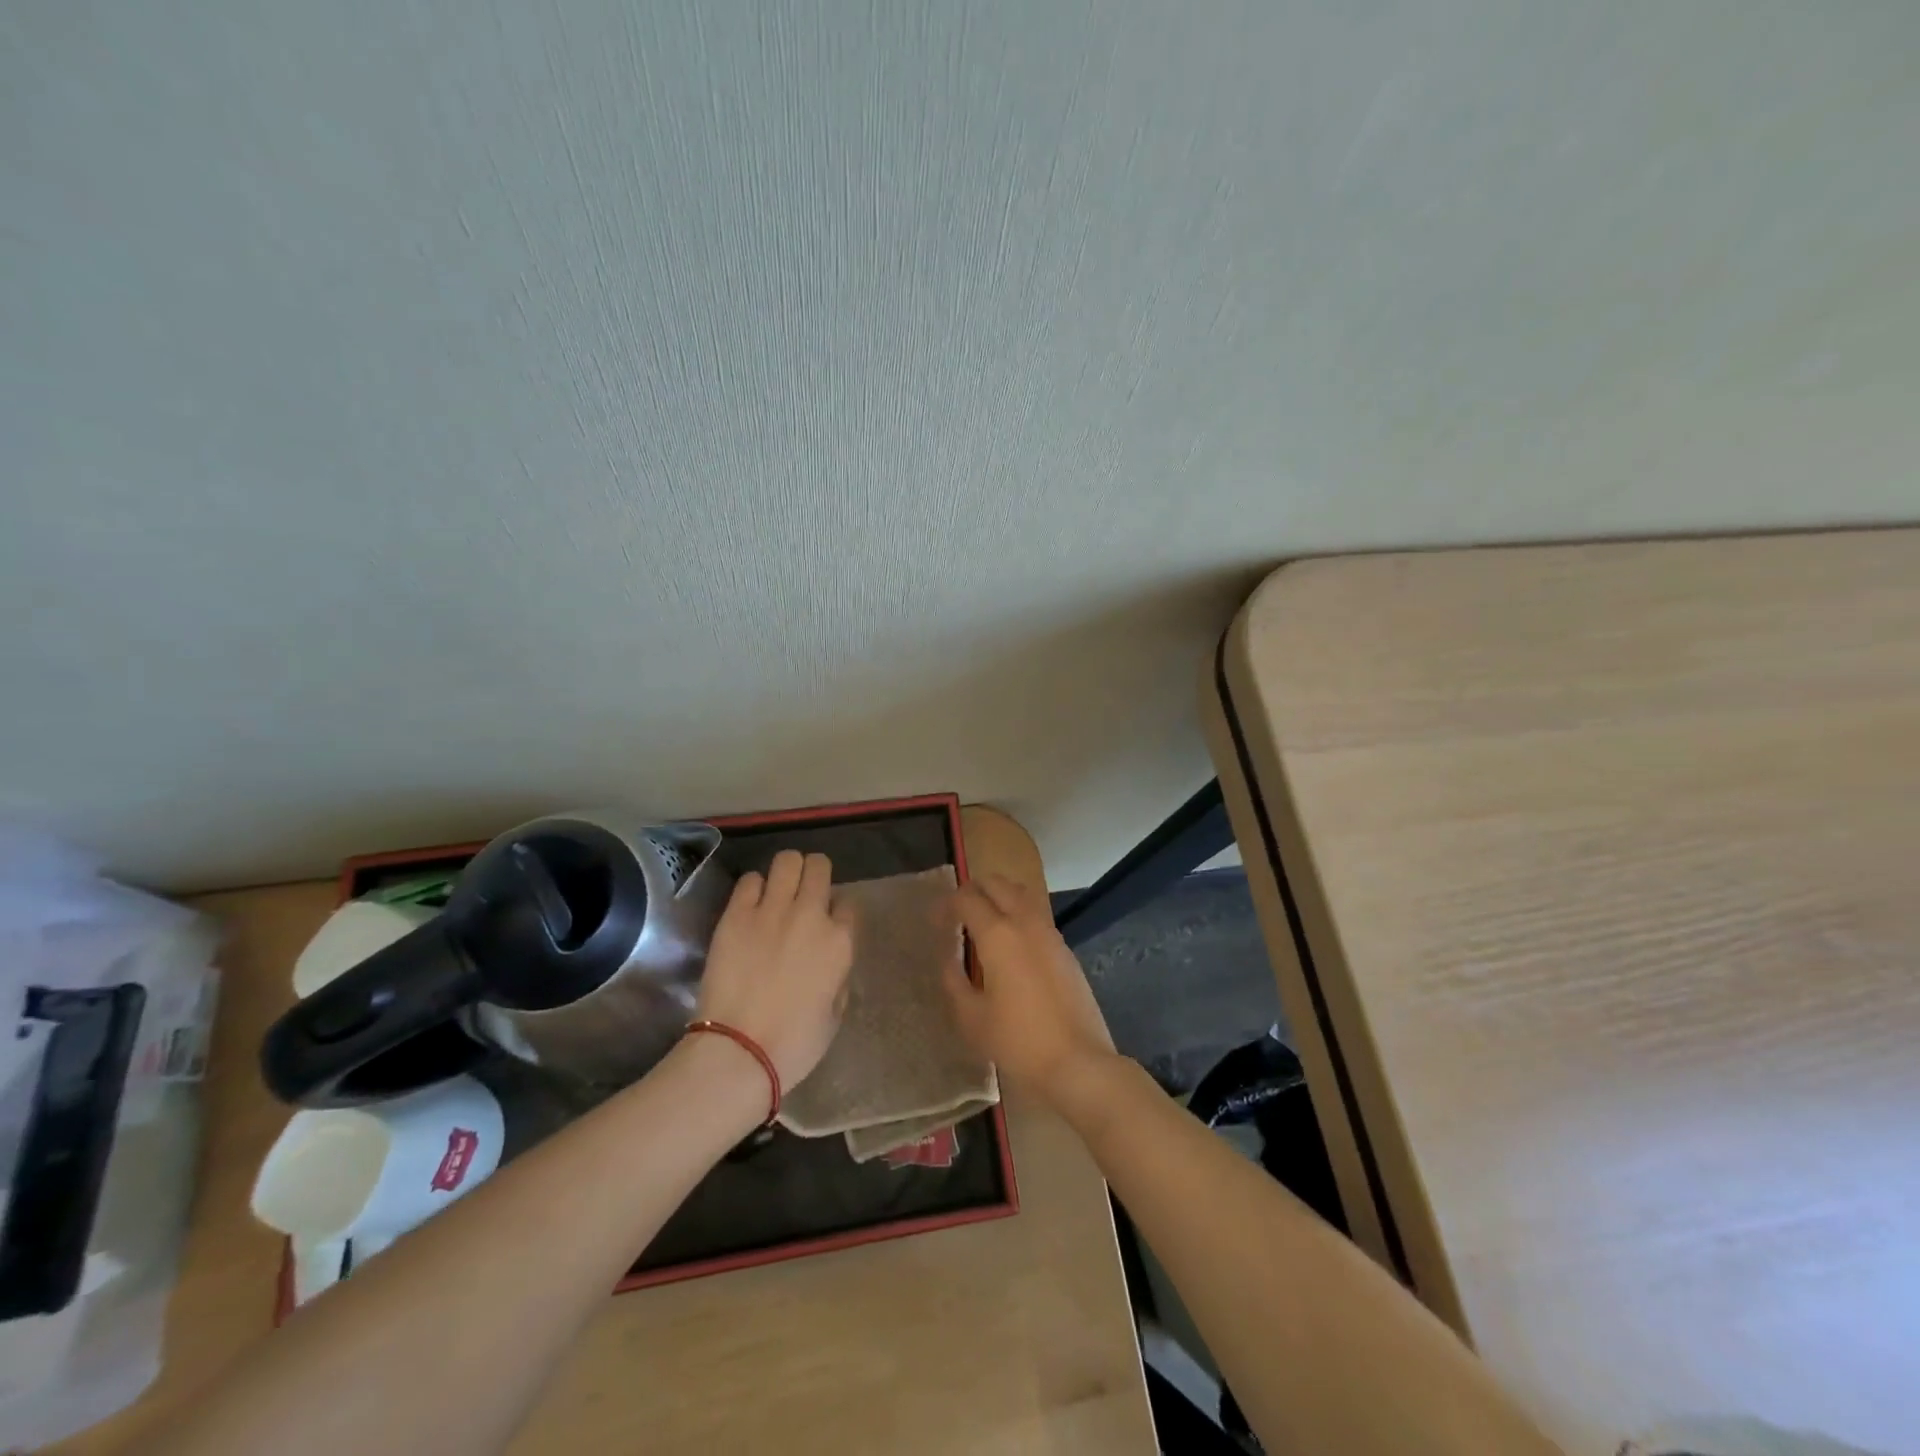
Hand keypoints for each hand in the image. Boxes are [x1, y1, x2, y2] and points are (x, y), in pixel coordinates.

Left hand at [696, 850, 854, 1088]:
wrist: (738, 1051)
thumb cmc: (794, 1044)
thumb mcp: (835, 1012)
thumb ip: (838, 974)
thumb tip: (830, 958)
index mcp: (840, 941)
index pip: (847, 902)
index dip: (837, 910)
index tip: (826, 923)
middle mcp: (810, 915)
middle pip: (819, 866)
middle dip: (814, 874)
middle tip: (803, 894)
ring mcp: (771, 910)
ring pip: (787, 860)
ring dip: (786, 872)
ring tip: (778, 891)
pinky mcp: (736, 915)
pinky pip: (750, 880)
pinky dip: (754, 888)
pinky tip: (750, 906)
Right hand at [943, 874, 1115, 1105]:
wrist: (1077, 1061)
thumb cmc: (1018, 1041)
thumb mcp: (971, 1017)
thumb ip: (954, 980)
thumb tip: (949, 958)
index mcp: (998, 934)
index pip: (966, 898)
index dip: (946, 905)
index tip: (934, 921)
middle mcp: (1025, 922)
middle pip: (996, 883)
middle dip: (972, 891)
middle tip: (956, 915)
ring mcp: (1049, 932)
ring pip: (1020, 894)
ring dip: (998, 897)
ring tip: (982, 923)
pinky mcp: (1064, 948)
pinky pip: (1036, 914)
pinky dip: (1017, 914)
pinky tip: (1010, 945)